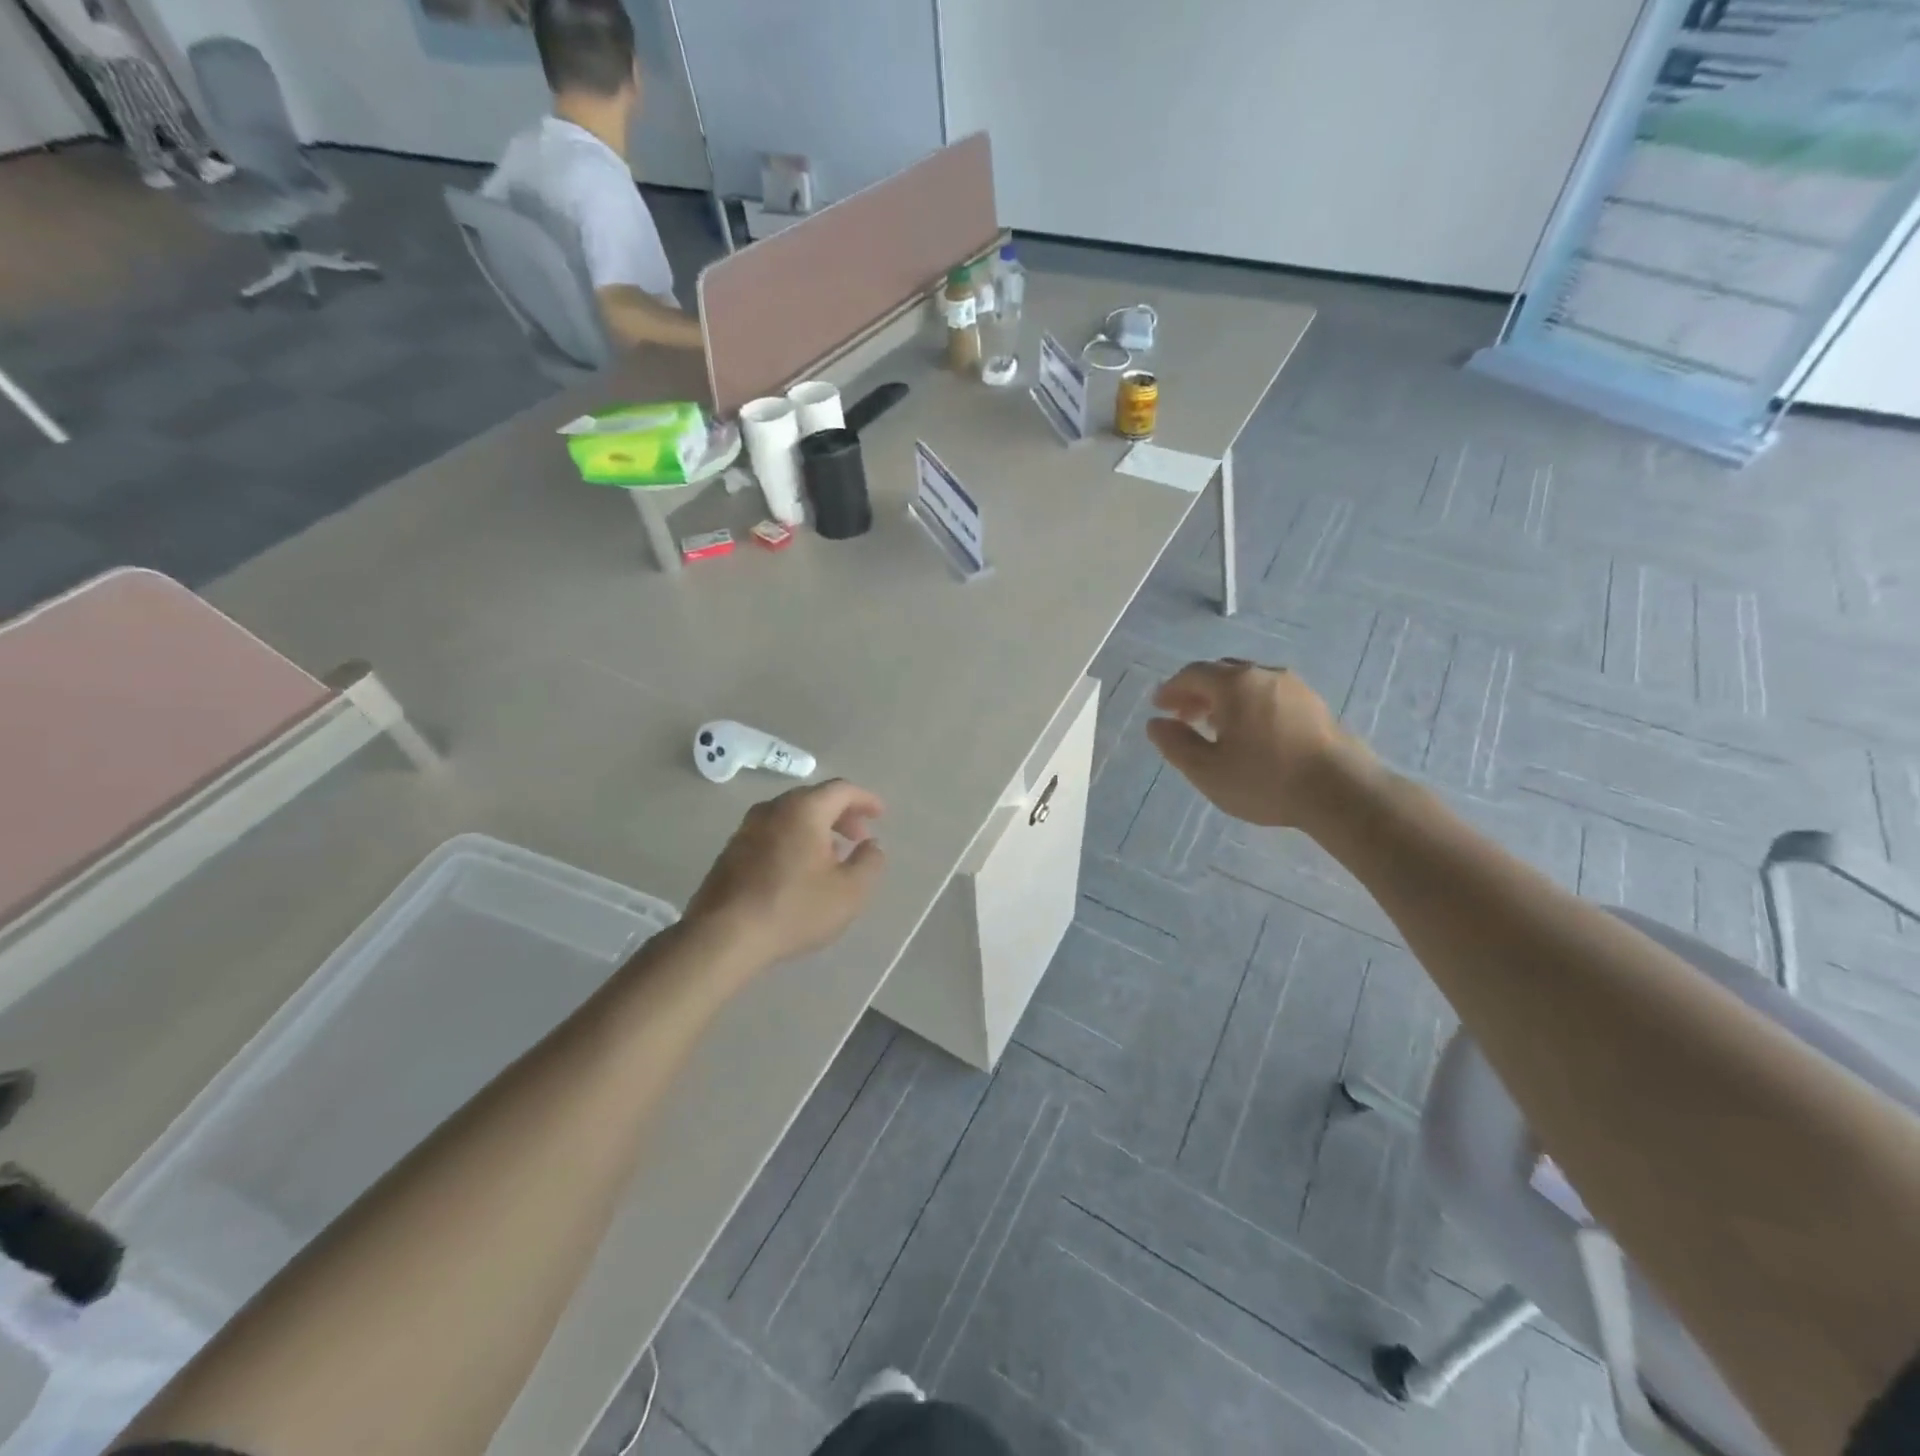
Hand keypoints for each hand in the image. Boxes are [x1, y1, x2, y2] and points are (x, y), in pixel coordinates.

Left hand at [685, 780, 886, 966]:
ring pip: (790, 817)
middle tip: (859, 838)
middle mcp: (773, 809)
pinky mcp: (731, 852)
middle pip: (814, 799)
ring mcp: (746, 829)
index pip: (841, 790)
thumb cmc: (794, 909)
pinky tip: (799, 870)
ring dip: (816, 829)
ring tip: (832, 856)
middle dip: (841, 815)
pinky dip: (793, 840)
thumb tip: (872, 845)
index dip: (865, 799)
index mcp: (804, 809)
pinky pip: (772, 833)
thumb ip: (870, 862)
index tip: (880, 814)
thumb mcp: (849, 891)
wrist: (723, 937)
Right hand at [1145, 660, 1366, 827]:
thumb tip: (1156, 724)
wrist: (1341, 792)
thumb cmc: (1265, 780)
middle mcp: (1264, 675)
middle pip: (1221, 672)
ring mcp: (1294, 687)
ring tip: (1214, 725)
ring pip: (1248, 682)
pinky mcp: (1314, 705)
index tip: (1159, 707)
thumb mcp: (1207, 770)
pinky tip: (1250, 732)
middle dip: (1197, 691)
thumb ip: (1176, 744)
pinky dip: (1249, 704)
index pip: (1193, 674)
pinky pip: (1270, 694)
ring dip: (1224, 698)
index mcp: (1235, 684)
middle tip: (1182, 716)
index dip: (1171, 689)